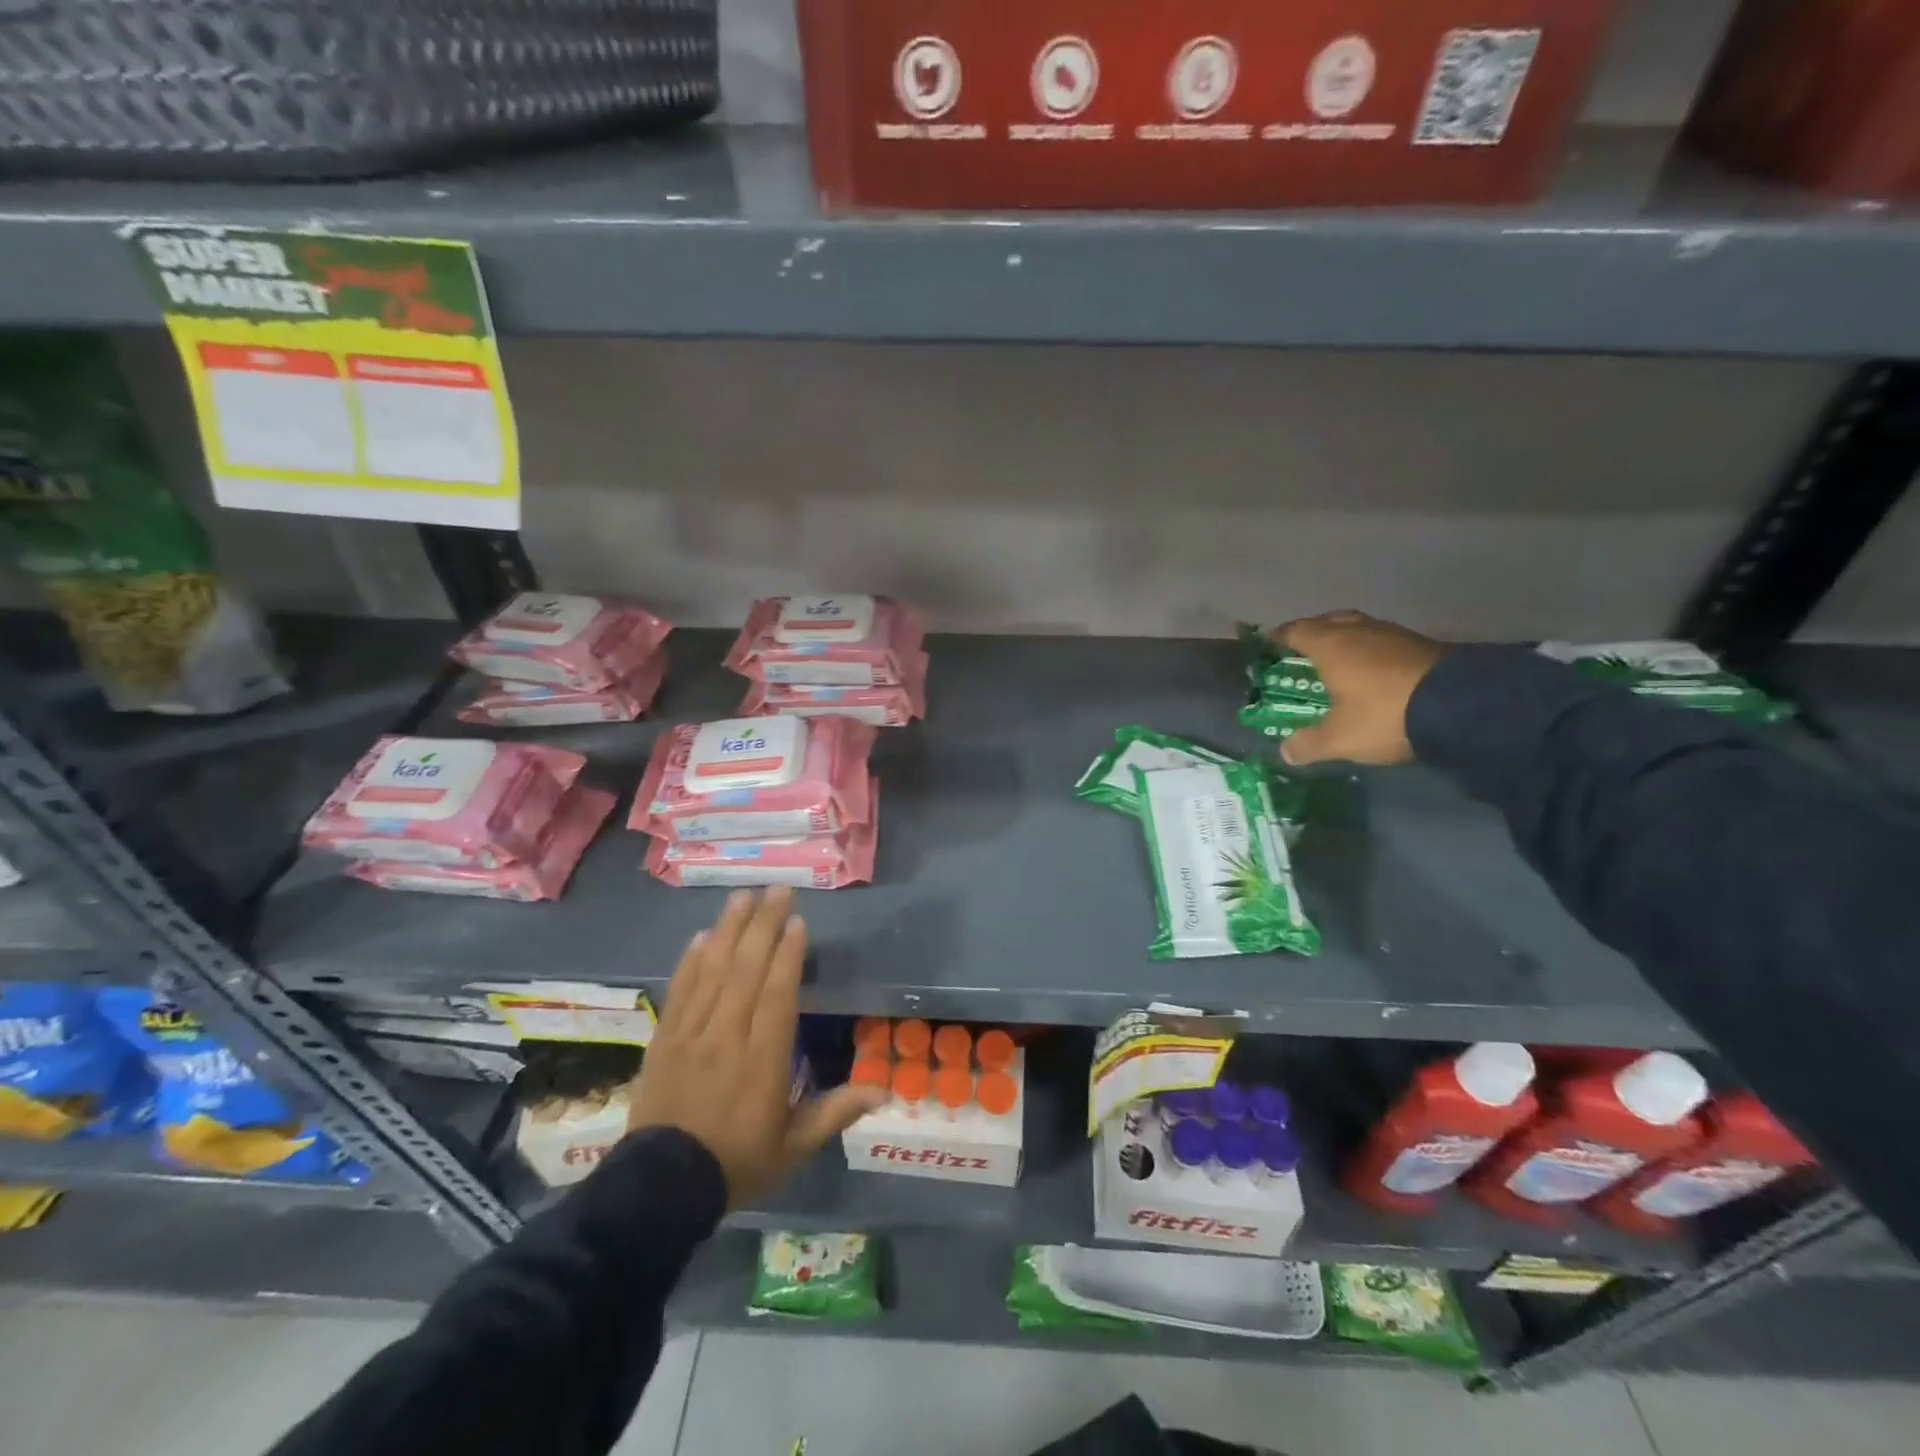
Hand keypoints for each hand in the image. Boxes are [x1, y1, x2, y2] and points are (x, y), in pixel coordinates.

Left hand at [626, 887, 884, 1206]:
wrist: (658, 1190)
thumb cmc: (736, 1164)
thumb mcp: (793, 1148)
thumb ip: (834, 1113)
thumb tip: (884, 1091)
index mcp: (762, 1059)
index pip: (777, 995)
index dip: (788, 955)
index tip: (798, 922)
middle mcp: (726, 1036)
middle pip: (746, 970)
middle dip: (763, 925)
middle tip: (777, 890)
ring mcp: (691, 1034)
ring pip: (713, 970)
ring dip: (729, 930)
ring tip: (742, 896)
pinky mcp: (664, 1039)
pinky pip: (680, 990)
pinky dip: (691, 960)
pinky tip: (702, 936)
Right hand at [1271, 610, 1448, 766]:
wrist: (1463, 705)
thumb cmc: (1384, 714)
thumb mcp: (1340, 738)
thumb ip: (1309, 744)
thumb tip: (1285, 752)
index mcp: (1331, 646)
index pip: (1296, 631)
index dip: (1280, 637)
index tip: (1270, 645)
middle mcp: (1359, 632)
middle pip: (1329, 621)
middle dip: (1313, 632)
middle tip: (1303, 649)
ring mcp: (1394, 635)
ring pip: (1360, 628)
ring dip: (1346, 640)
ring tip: (1339, 660)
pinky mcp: (1423, 645)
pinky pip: (1384, 641)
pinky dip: (1371, 651)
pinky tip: (1374, 670)